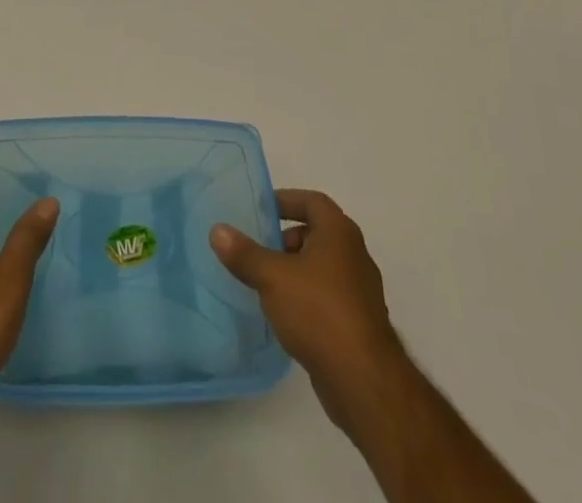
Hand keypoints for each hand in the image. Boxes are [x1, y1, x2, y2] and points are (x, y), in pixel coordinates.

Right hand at [212, 189, 407, 429]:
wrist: (363, 380)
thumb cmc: (319, 311)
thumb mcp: (273, 277)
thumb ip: (245, 253)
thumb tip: (217, 230)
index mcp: (339, 232)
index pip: (311, 201)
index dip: (286, 201)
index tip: (261, 210)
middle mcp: (354, 254)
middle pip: (316, 233)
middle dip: (286, 239)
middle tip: (259, 251)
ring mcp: (359, 290)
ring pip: (322, 267)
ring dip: (296, 270)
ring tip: (266, 285)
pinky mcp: (358, 322)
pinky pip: (328, 296)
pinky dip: (307, 297)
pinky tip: (286, 316)